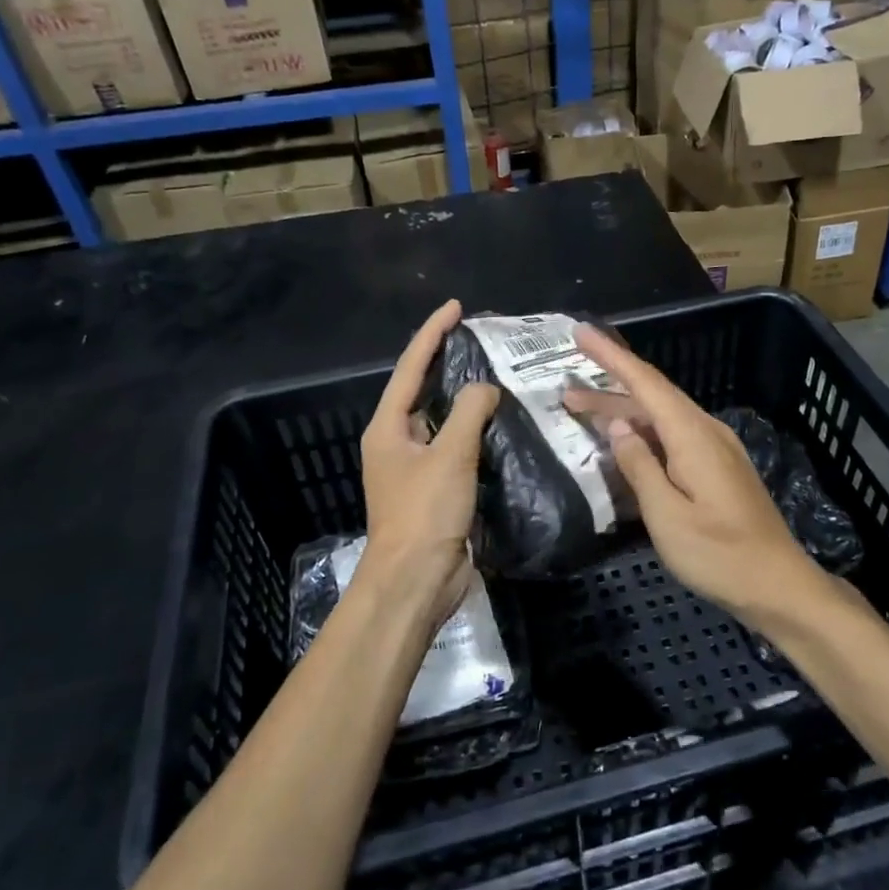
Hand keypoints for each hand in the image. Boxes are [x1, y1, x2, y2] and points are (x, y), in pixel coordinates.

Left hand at [356, 300, 499, 631]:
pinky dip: (474, 432)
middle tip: (480, 339)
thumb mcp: (449, 456)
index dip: (432, 334)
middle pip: (422, 390)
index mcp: (388, 427)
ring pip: (441, 421)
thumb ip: (468, 413)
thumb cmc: (424, 513)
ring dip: (463, 398)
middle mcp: (397, 441)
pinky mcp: (434, 489)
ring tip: (496, 375)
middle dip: (446, 362)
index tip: (455, 307)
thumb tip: (486, 389)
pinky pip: (455, 448)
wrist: (415, 581)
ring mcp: (415, 467)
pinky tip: (500, 425)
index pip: (410, 367)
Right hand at [571, 325, 823, 627]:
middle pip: (652, 397)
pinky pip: (673, 435)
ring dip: (624, 412)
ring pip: (662, 417)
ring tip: (584, 413)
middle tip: (566, 391)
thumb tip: (619, 427)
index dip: (611, 356)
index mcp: (692, 435)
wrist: (779, 585)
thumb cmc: (720, 555)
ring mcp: (716, 448)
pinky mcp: (719, 467)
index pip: (645, 382)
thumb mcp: (667, 516)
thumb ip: (639, 467)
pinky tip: (626, 444)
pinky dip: (643, 431)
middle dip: (608, 389)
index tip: (582, 332)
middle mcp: (706, 431)